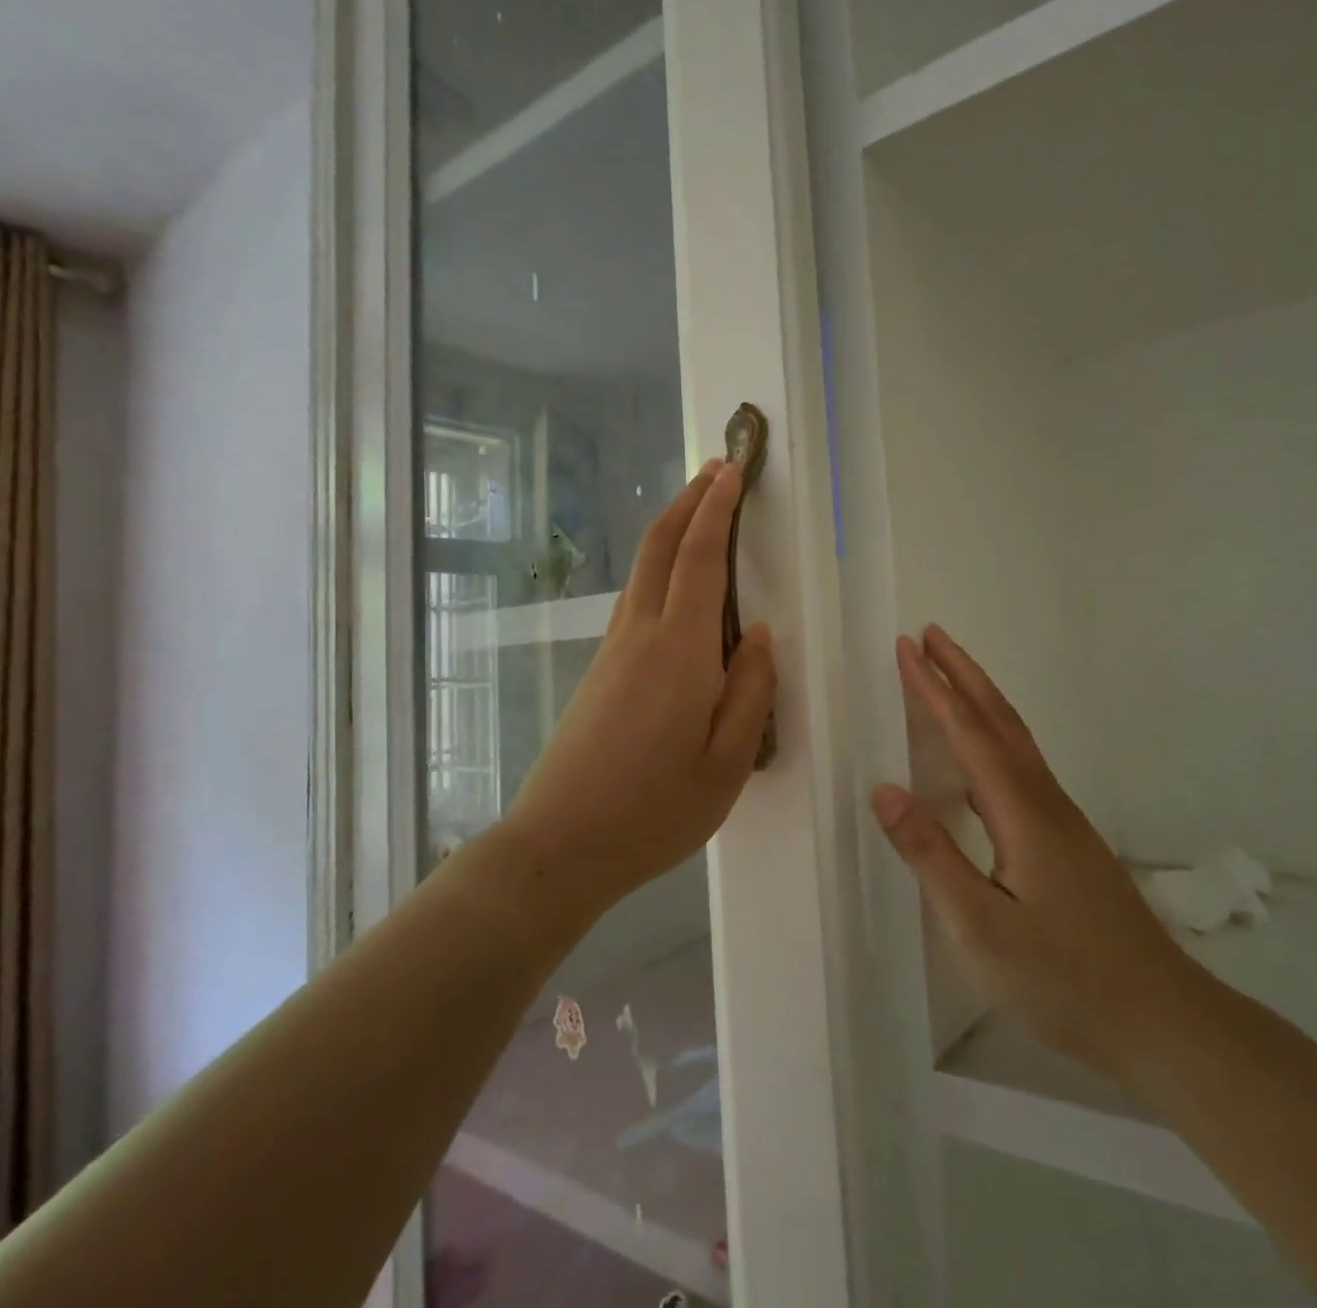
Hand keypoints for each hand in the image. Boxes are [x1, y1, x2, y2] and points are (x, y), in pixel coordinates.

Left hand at [500, 460, 776, 915]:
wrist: (558, 847)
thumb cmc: (653, 813)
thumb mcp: (726, 764)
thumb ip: (750, 692)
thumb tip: (758, 635)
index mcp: (678, 652)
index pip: (699, 559)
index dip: (717, 510)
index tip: (732, 471)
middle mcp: (640, 635)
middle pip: (659, 547)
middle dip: (687, 501)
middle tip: (715, 470)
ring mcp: (611, 651)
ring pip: (642, 570)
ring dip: (670, 531)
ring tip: (699, 512)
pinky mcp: (598, 671)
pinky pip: (634, 600)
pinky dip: (658, 569)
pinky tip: (675, 585)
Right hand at [872, 626, 1192, 1078]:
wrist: (1162, 1020)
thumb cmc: (1063, 978)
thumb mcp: (980, 927)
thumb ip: (931, 856)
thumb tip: (884, 790)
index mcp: (1020, 811)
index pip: (967, 732)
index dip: (932, 688)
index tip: (906, 647)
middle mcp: (1043, 801)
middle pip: (999, 719)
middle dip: (962, 673)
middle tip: (930, 636)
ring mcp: (1061, 820)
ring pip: (1015, 739)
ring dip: (979, 698)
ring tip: (949, 676)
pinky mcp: (1067, 840)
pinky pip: (1021, 764)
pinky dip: (994, 734)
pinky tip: (982, 755)